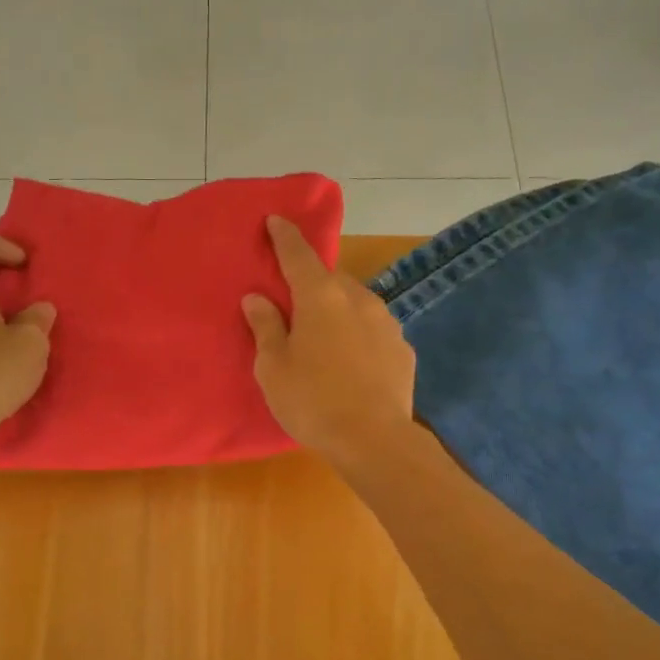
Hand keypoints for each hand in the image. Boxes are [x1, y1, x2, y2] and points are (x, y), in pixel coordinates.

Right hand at [242, 216, 415, 466]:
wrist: (375, 439)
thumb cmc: (312, 401)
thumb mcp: (273, 367)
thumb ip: (266, 326)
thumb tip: (257, 297)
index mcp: (320, 297)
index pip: (298, 254)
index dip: (284, 236)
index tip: (276, 220)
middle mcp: (357, 298)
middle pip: (329, 279)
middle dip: (311, 284)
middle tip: (294, 304)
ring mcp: (386, 321)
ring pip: (355, 303)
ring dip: (337, 310)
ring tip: (323, 337)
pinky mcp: (403, 347)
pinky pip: (373, 329)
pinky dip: (358, 334)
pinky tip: (350, 361)